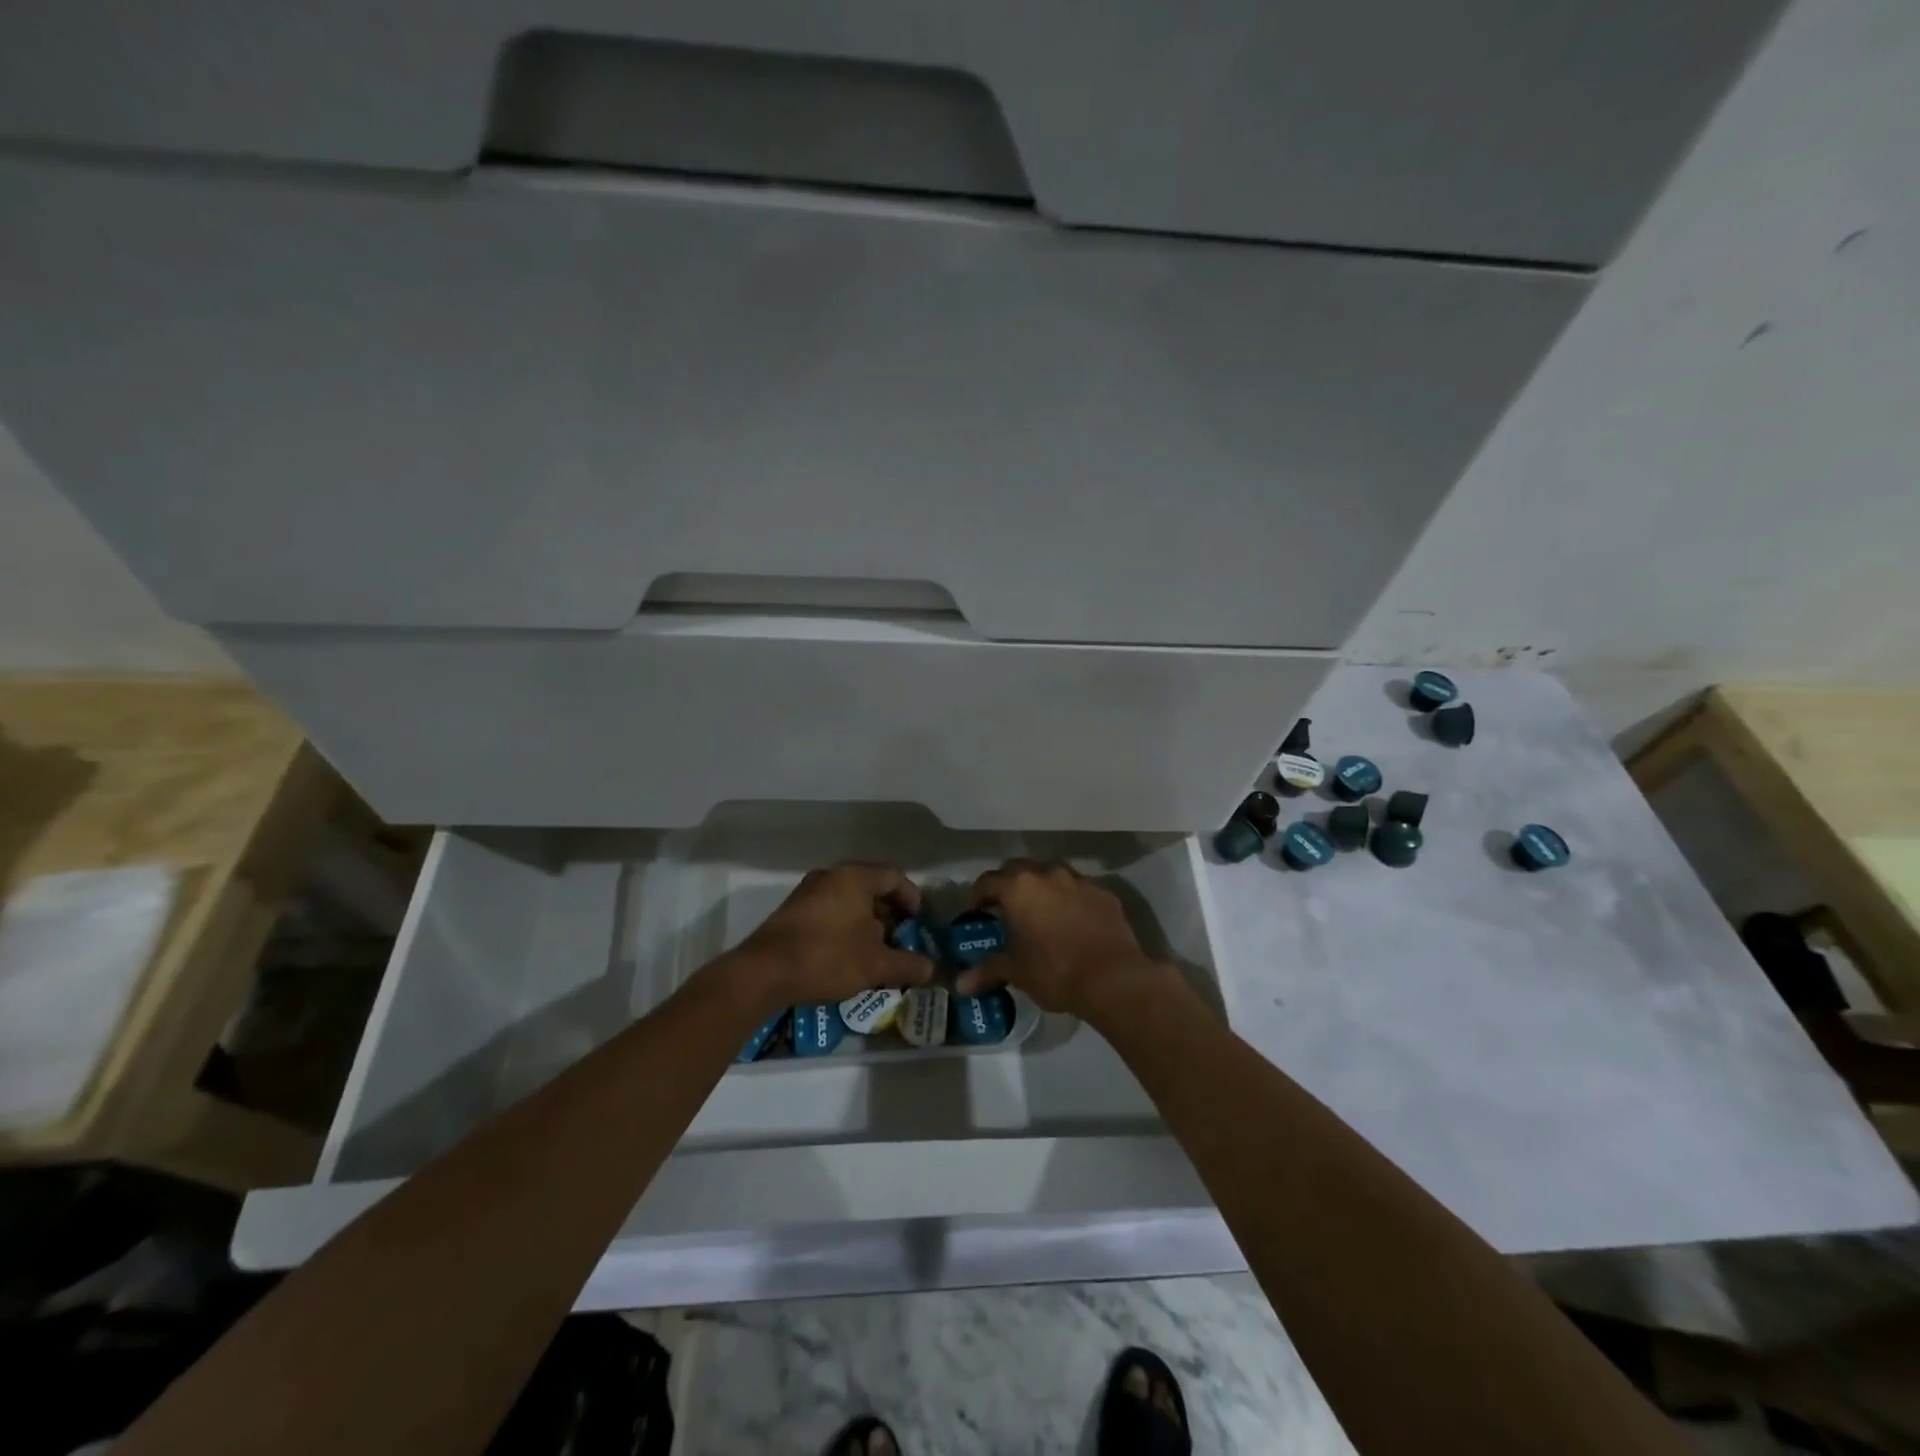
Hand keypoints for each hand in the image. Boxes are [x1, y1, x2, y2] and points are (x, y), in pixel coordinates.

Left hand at [719, 863, 935, 1012]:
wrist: (763, 973)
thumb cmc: (827, 957)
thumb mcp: (875, 965)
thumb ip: (907, 964)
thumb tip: (931, 969)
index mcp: (855, 877)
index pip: (895, 877)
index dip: (912, 898)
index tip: (920, 921)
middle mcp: (831, 875)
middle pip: (871, 886)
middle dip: (889, 911)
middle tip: (901, 936)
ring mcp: (808, 891)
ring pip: (848, 898)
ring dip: (866, 920)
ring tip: (876, 947)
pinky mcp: (792, 910)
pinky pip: (829, 909)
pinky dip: (845, 924)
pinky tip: (846, 952)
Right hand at [956, 859, 1170, 1019]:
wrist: (1113, 978)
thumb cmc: (1055, 971)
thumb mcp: (1016, 972)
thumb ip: (987, 971)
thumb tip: (960, 984)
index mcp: (1018, 887)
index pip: (987, 881)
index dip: (978, 897)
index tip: (977, 914)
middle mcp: (1047, 873)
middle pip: (1018, 869)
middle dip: (1008, 886)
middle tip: (1006, 910)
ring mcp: (1079, 880)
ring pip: (1051, 874)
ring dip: (1041, 888)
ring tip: (1040, 913)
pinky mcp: (1104, 893)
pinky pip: (1079, 889)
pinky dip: (1070, 899)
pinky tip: (1072, 922)